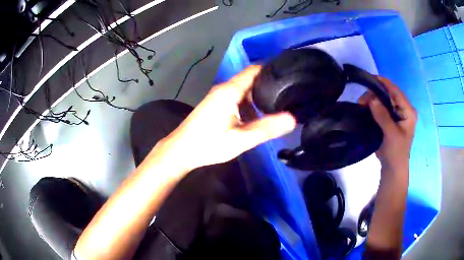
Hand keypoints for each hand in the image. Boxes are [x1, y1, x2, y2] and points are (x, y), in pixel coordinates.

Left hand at [158, 65, 296, 172]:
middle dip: (269, 84)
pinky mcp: (215, 104)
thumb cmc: (208, 144)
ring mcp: (218, 96)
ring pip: (244, 90)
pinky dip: (249, 104)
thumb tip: (292, 119)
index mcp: (230, 91)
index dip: (272, 69)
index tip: (289, 75)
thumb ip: (267, 128)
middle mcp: (224, 88)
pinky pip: (237, 98)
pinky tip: (257, 116)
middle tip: (289, 92)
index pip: (255, 70)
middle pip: (251, 79)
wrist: (180, 150)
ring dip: (259, 95)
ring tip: (278, 104)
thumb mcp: (241, 139)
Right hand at [359, 77, 417, 171]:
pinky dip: (373, 106)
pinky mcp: (391, 119)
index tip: (370, 77)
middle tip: (362, 100)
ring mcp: (397, 114)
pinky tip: (366, 108)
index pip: (396, 92)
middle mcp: (404, 109)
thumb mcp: (391, 133)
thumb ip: (383, 115)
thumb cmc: (396, 152)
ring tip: (362, 105)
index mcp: (408, 111)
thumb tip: (371, 98)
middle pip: (389, 94)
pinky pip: (382, 108)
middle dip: (375, 93)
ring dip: (373, 100)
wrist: (393, 167)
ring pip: (384, 100)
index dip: (384, 83)